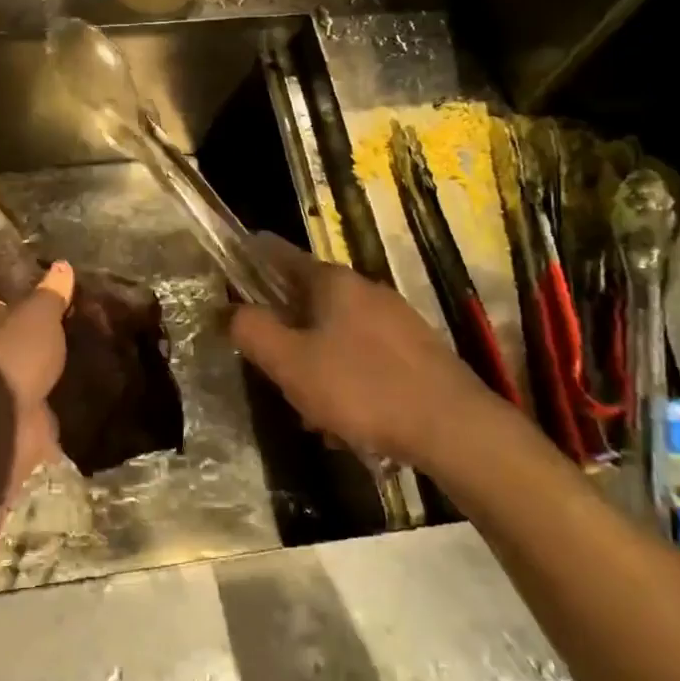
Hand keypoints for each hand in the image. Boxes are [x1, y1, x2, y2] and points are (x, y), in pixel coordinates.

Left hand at [0, 260, 73, 504]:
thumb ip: (51, 292)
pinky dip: (44, 390)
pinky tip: (70, 381)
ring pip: (15, 363)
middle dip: (25, 328)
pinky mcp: (7, 410)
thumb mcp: (39, 314)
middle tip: (62, 318)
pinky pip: (29, 393)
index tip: (36, 287)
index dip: (8, 290)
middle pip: (0, 330)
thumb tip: (62, 265)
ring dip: (35, 361)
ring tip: (71, 348)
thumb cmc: (14, 354)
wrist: (2, 422)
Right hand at [230, 234, 521, 472]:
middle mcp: (365, 289)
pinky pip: (362, 355)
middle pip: (306, 298)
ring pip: (334, 332)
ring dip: (313, 361)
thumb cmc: (361, 387)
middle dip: (283, 330)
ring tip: (310, 410)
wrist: (452, 427)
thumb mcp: (290, 363)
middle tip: (271, 367)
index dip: (250, 258)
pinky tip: (346, 419)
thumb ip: (252, 331)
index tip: (229, 269)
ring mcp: (394, 318)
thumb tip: (227, 309)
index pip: (279, 253)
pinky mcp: (414, 350)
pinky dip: (344, 377)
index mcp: (332, 281)